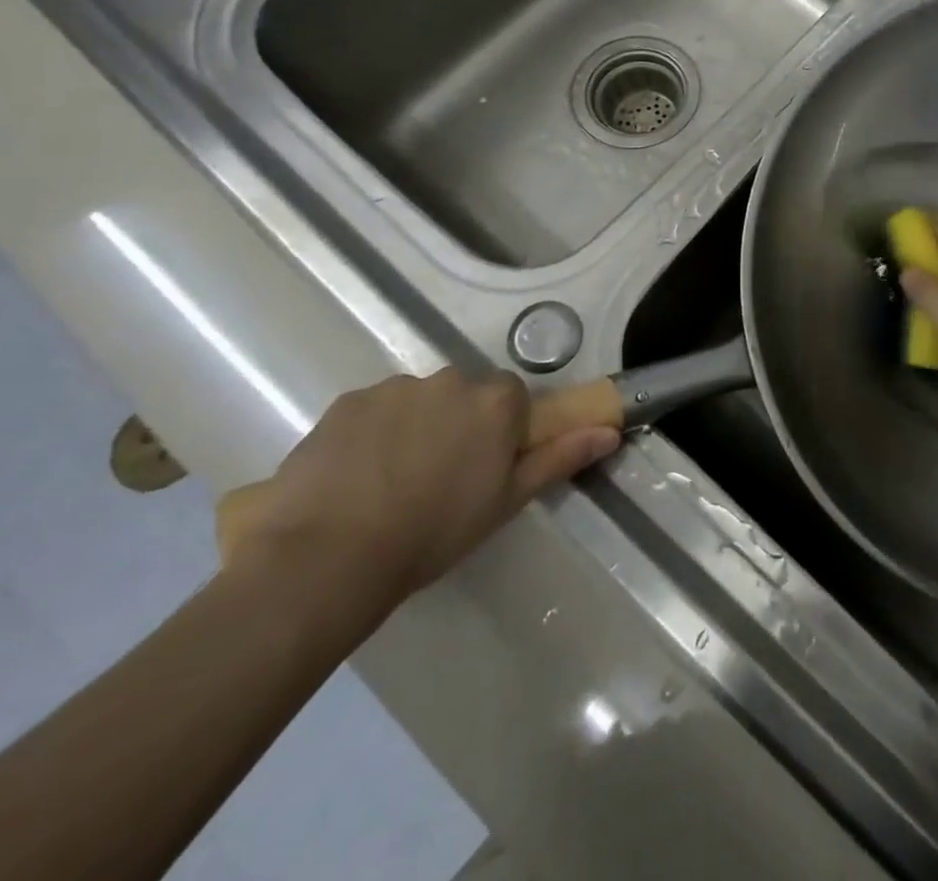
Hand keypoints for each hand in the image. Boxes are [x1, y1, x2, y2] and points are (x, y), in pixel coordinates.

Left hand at [221, 368, 618, 612]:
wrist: (327, 556)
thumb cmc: (433, 533)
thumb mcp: (506, 502)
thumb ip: (559, 458)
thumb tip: (610, 431)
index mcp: (496, 402)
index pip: (512, 399)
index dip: (501, 432)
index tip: (484, 468)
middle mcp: (451, 380)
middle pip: (466, 394)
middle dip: (459, 424)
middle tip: (439, 477)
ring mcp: (395, 387)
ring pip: (419, 400)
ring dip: (415, 426)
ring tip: (390, 481)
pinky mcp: (347, 401)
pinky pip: (374, 409)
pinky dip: (372, 433)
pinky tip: (355, 476)